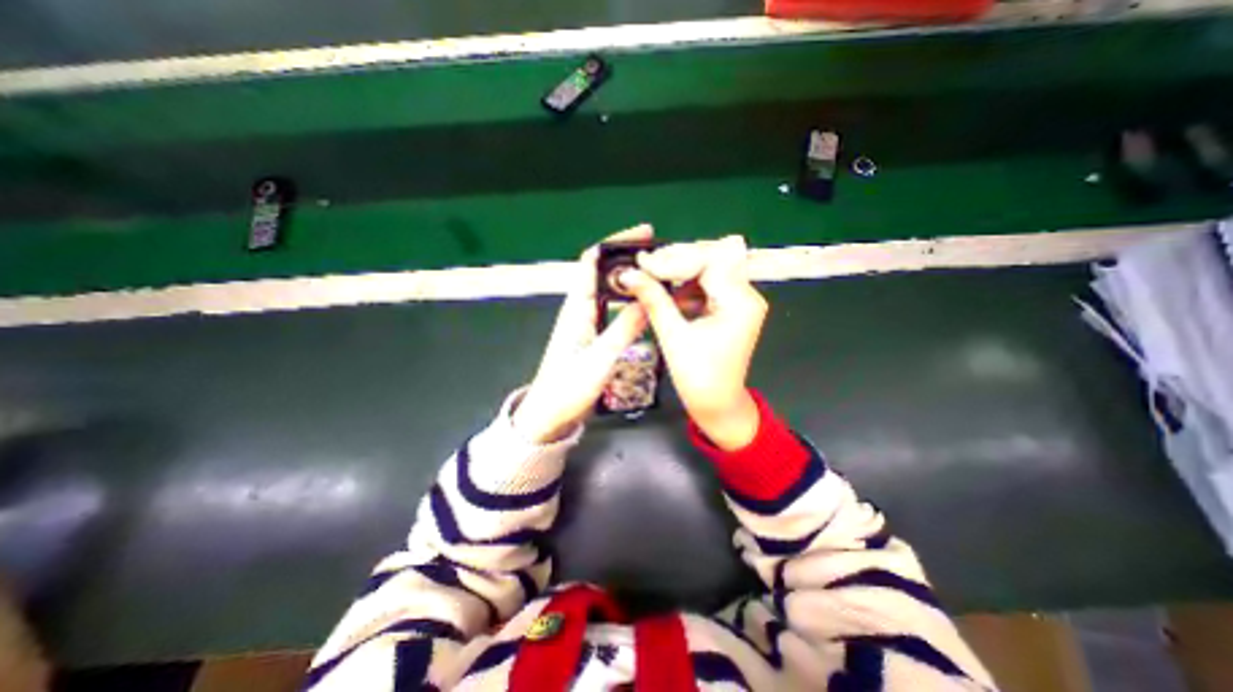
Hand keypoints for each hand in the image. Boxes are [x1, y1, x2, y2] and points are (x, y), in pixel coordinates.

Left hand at [508, 226, 654, 444]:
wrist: (549, 415)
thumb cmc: (567, 388)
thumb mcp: (598, 360)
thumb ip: (623, 330)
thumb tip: (648, 299)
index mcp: (577, 307)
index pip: (593, 261)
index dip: (616, 242)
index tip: (644, 233)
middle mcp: (580, 308)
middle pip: (604, 271)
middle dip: (629, 257)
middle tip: (661, 255)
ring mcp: (586, 321)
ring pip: (610, 289)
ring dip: (631, 277)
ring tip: (659, 274)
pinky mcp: (592, 334)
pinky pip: (613, 307)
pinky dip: (630, 299)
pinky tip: (645, 303)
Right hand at [622, 236, 767, 448]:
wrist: (717, 404)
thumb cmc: (698, 378)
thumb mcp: (673, 336)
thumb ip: (654, 300)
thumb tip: (628, 274)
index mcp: (740, 302)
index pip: (708, 262)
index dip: (674, 260)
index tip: (643, 263)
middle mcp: (747, 295)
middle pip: (712, 259)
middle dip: (677, 260)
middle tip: (645, 266)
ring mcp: (741, 300)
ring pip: (709, 269)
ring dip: (680, 271)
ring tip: (651, 275)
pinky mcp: (731, 307)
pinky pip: (708, 284)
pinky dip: (686, 285)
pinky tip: (666, 290)